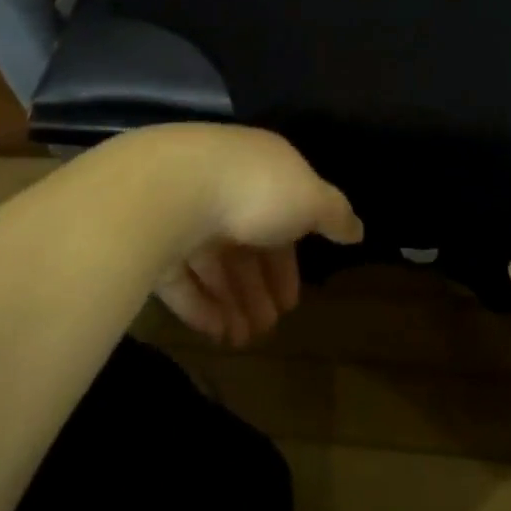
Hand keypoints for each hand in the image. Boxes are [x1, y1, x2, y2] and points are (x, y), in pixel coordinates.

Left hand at [107, 124, 363, 347]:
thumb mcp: (310, 199)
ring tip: (243, 340)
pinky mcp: (152, 238)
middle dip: (259, 288)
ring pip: (213, 264)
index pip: (280, 215)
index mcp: (262, 170)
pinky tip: (217, 333)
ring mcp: (185, 212)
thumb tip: (358, 229)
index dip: (288, 260)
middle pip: (245, 244)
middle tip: (269, 328)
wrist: (172, 189)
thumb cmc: (254, 190)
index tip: (294, 300)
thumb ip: (335, 214)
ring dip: (232, 303)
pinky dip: (200, 306)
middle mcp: (224, 186)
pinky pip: (181, 277)